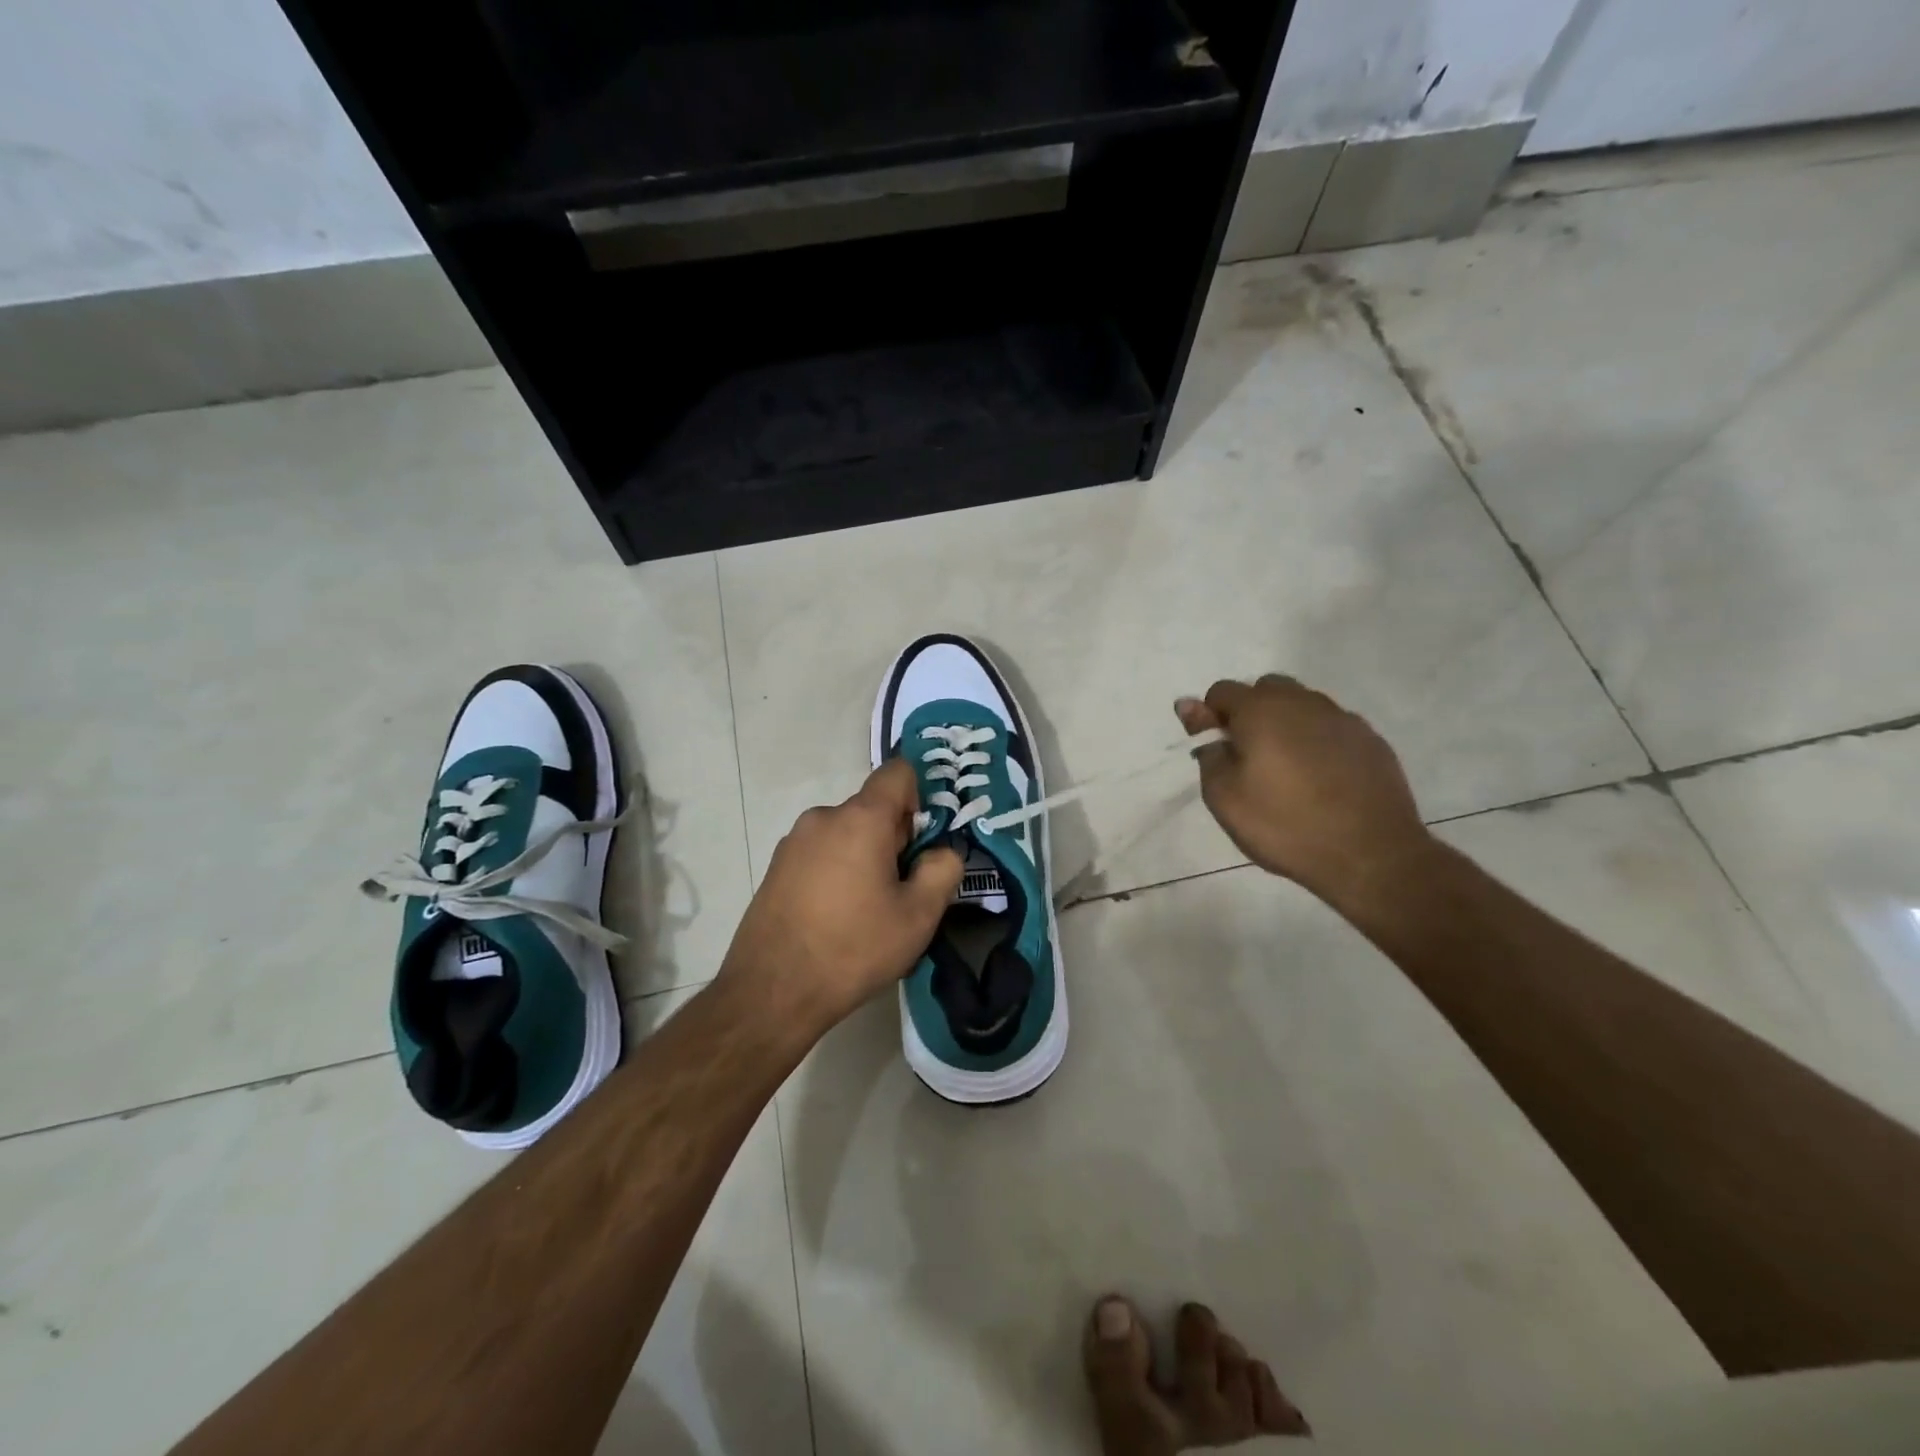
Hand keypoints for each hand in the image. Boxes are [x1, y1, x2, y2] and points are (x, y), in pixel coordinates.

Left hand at [719, 758, 963, 1035]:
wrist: (771, 992)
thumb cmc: (853, 948)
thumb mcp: (919, 915)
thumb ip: (943, 869)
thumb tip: (941, 851)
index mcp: (860, 819)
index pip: (897, 772)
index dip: (919, 798)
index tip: (921, 843)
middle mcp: (823, 817)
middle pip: (872, 808)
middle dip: (893, 839)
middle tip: (900, 891)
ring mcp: (794, 842)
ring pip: (846, 834)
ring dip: (864, 858)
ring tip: (866, 912)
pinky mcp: (776, 867)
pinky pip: (821, 854)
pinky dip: (837, 872)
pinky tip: (835, 918)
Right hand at [1176, 675, 1433, 907]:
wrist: (1371, 855)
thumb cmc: (1285, 825)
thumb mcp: (1224, 797)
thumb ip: (1207, 748)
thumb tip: (1190, 708)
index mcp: (1261, 711)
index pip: (1221, 692)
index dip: (1209, 718)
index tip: (1216, 752)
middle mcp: (1302, 702)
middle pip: (1265, 689)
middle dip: (1249, 714)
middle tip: (1249, 760)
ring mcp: (1341, 718)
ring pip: (1301, 705)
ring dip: (1285, 725)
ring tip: (1287, 771)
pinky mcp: (1370, 739)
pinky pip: (1331, 727)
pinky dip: (1317, 742)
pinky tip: (1321, 779)